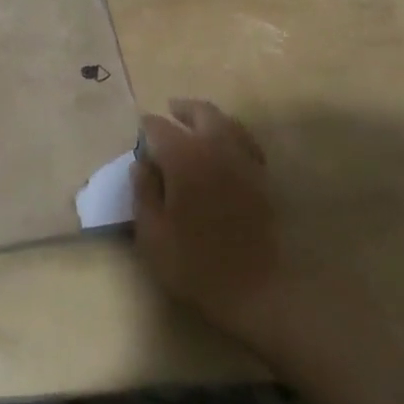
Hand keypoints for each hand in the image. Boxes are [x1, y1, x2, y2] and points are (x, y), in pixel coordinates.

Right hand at [131, 99, 285, 355]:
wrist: (258, 292)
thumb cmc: (196, 264)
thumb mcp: (153, 234)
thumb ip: (143, 193)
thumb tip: (141, 164)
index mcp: (184, 156)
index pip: (158, 127)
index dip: (146, 130)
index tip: (139, 141)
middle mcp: (216, 148)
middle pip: (201, 112)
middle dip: (182, 110)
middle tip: (169, 113)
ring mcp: (245, 161)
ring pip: (227, 122)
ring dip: (208, 119)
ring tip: (195, 128)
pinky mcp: (263, 178)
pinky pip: (245, 142)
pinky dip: (231, 137)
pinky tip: (223, 152)